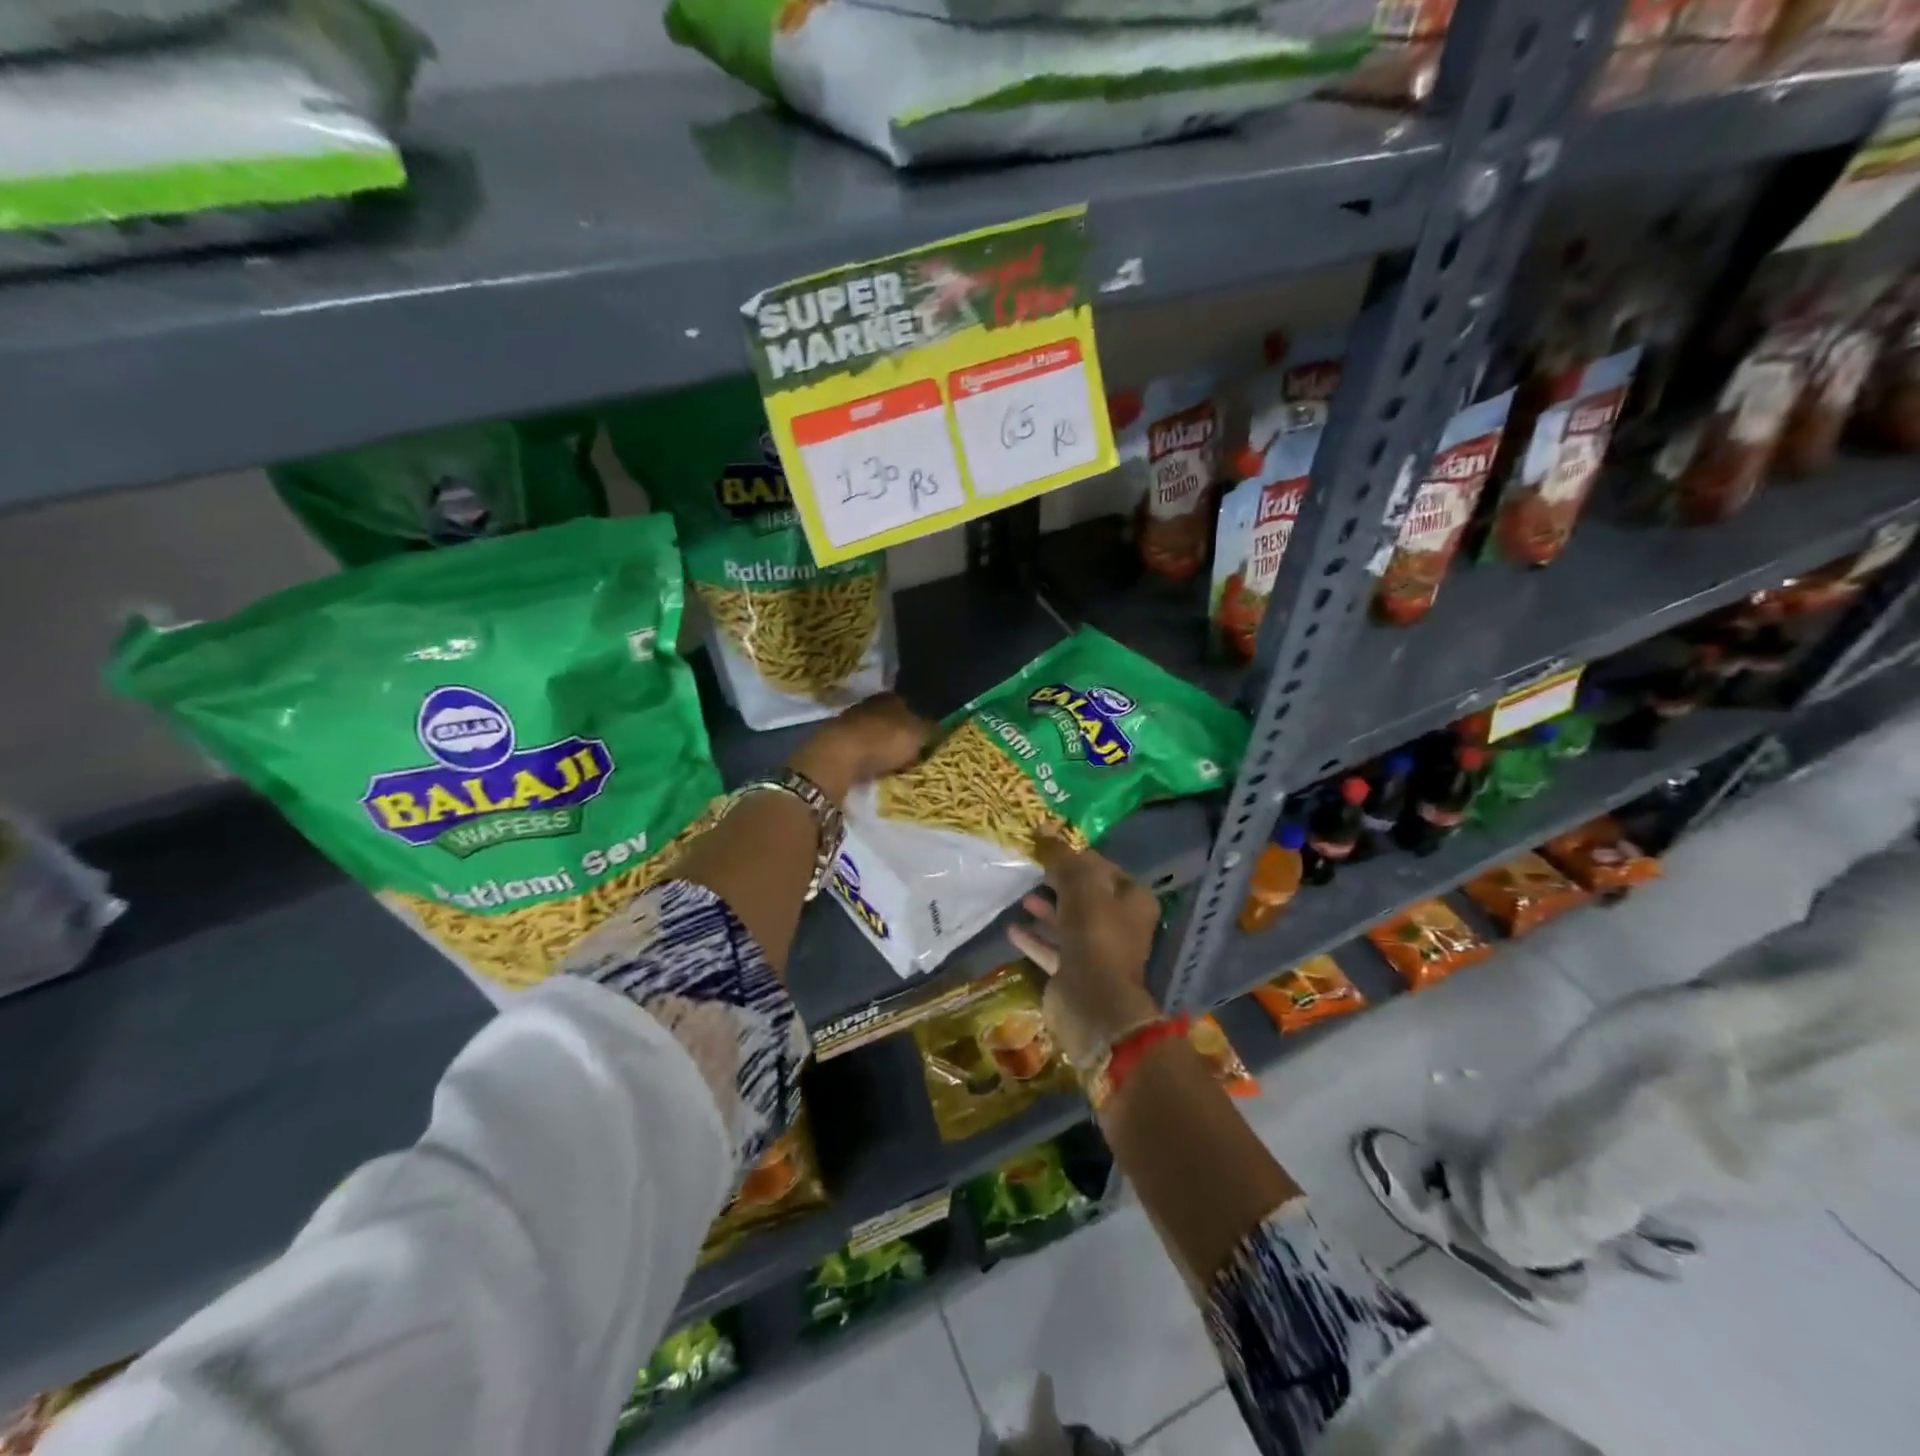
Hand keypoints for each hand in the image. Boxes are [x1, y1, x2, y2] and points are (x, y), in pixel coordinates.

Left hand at [787, 694, 932, 805]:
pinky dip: (865, 755)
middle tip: (911, 748)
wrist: (836, 758)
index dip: (918, 716)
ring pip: (871, 731)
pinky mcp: (832, 743)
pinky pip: (857, 747)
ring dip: (879, 743)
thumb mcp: (917, 735)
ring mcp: (847, 722)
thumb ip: (931, 729)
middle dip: (898, 730)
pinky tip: (871, 766)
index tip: (927, 731)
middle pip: (888, 717)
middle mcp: (868, 705)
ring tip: (892, 761)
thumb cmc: (882, 742)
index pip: (908, 702)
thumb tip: (942, 724)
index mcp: (890, 698)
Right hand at [1009, 830, 1162, 1069]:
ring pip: (1068, 922)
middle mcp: (1120, 924)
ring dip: (1046, 909)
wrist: (1092, 1001)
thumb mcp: (1079, 885)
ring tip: (1020, 895)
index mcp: (1133, 900)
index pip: (1103, 867)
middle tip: (1030, 867)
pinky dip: (1035, 938)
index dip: (1076, 856)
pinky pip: (1052, 949)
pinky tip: (1012, 928)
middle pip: (1086, 895)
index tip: (1047, 847)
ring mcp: (1098, 951)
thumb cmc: (1095, 934)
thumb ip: (1061, 857)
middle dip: (1058, 882)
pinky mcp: (1075, 972)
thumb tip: (1043, 827)